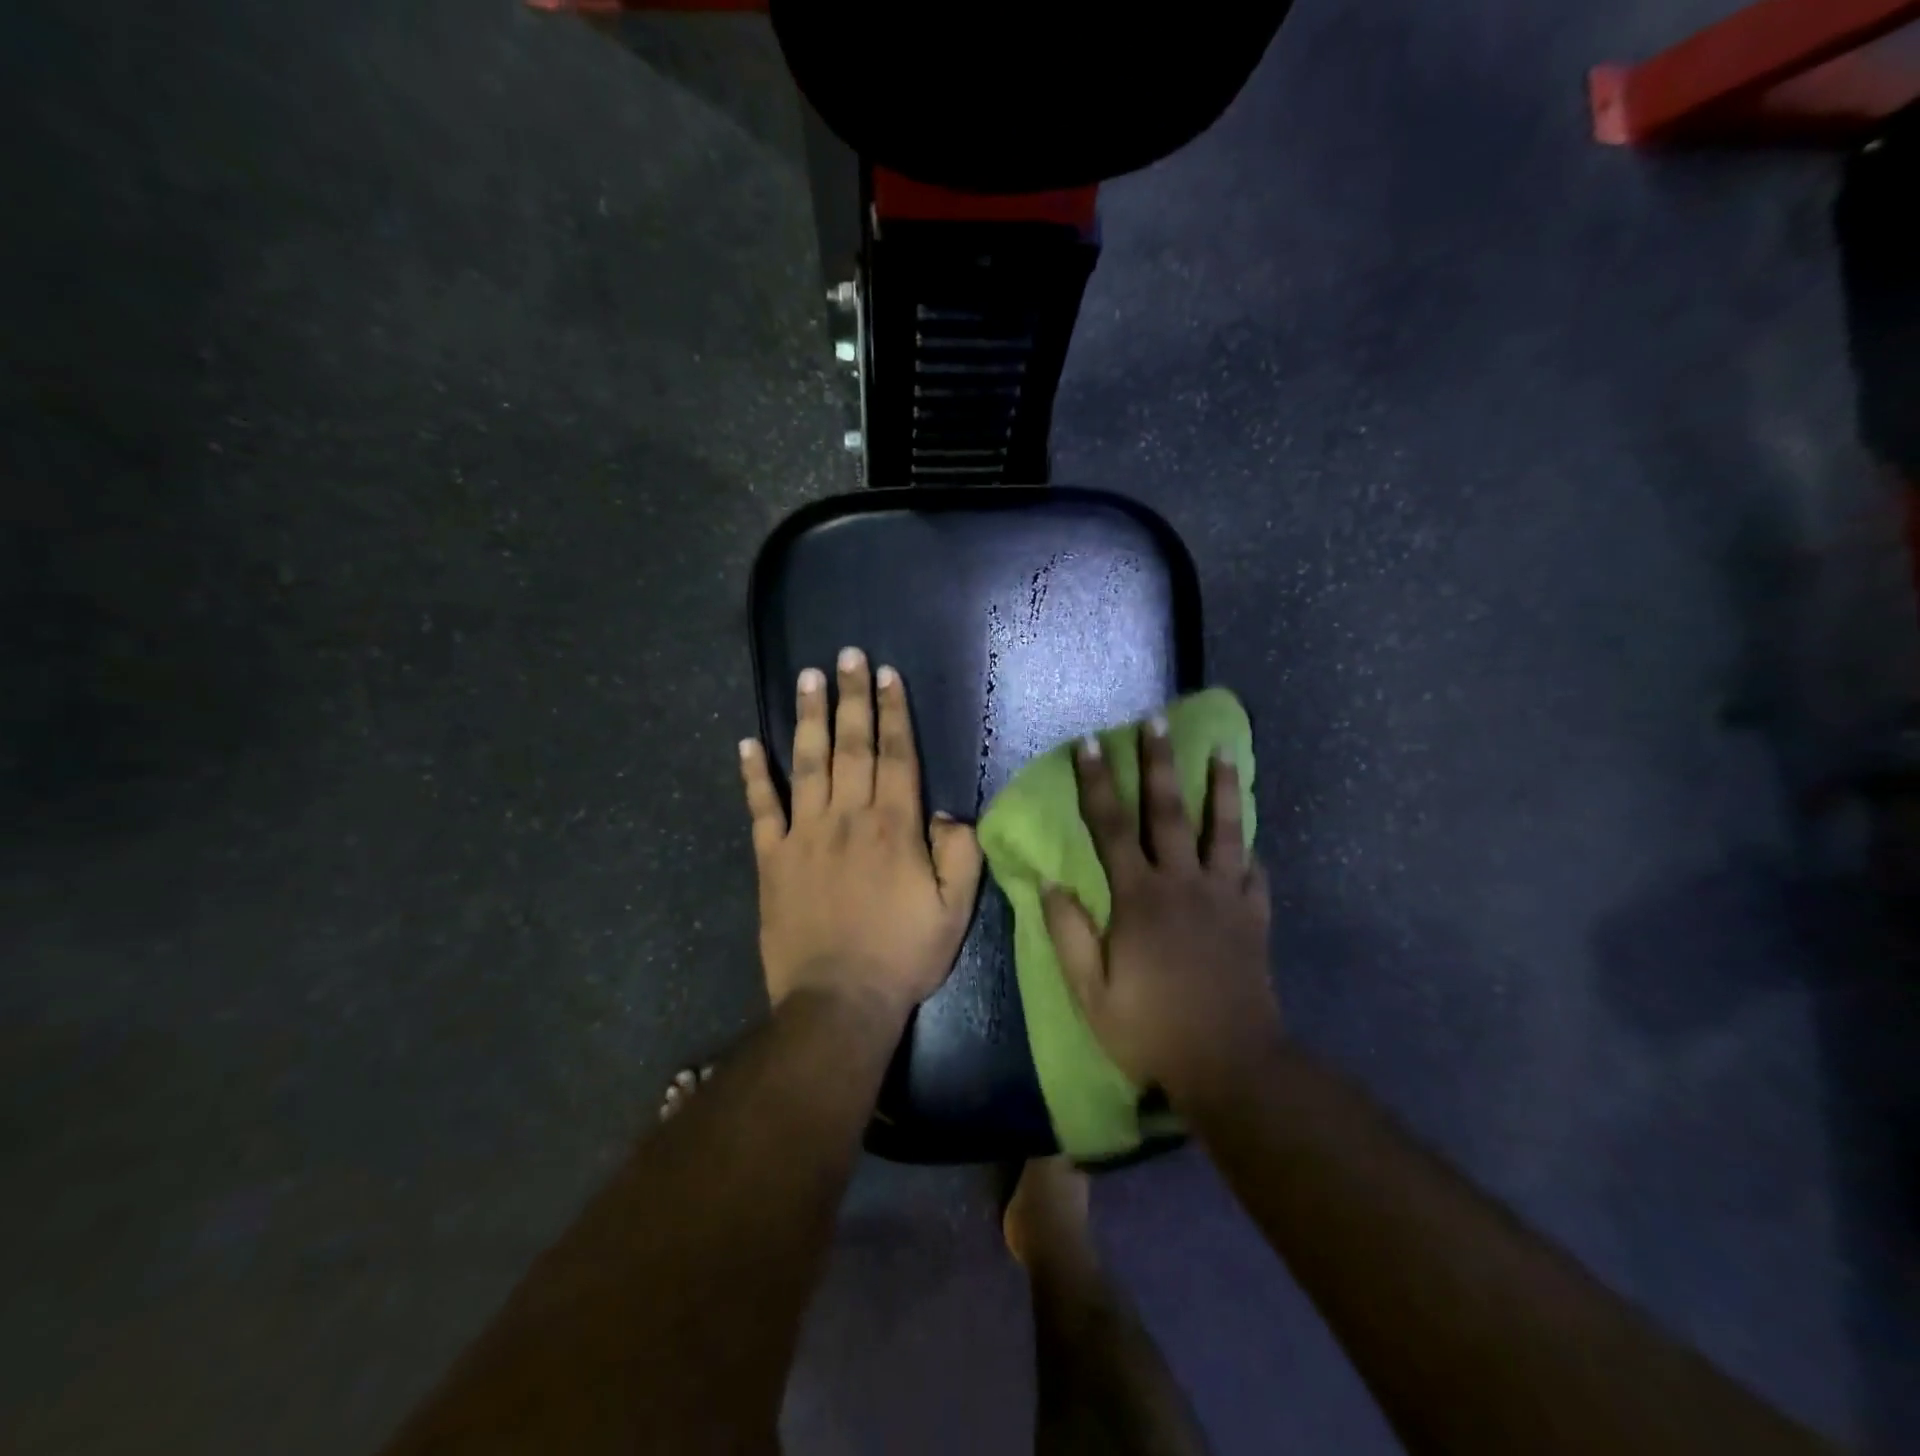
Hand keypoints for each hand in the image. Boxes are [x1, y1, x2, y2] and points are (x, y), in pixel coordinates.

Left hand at [740, 648, 983, 1020]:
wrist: (838, 1000)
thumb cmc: (903, 954)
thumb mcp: (955, 909)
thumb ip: (959, 852)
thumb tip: (945, 810)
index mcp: (894, 826)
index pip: (896, 755)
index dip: (893, 712)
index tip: (886, 675)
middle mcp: (848, 817)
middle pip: (851, 745)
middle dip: (851, 697)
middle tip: (846, 655)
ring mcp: (804, 835)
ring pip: (807, 763)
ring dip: (808, 718)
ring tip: (807, 677)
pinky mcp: (772, 858)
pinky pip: (761, 808)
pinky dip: (753, 775)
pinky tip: (747, 743)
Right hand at [1043, 720, 1281, 1105]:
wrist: (1231, 1066)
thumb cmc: (1151, 1029)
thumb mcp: (1091, 992)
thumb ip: (1069, 934)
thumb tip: (1051, 884)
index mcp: (1139, 898)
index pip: (1111, 828)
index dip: (1098, 783)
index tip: (1091, 743)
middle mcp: (1183, 884)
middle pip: (1168, 812)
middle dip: (1159, 763)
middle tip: (1157, 720)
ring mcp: (1225, 898)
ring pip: (1223, 830)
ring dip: (1220, 787)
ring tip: (1223, 750)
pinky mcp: (1254, 918)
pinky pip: (1254, 873)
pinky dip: (1250, 850)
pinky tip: (1249, 837)